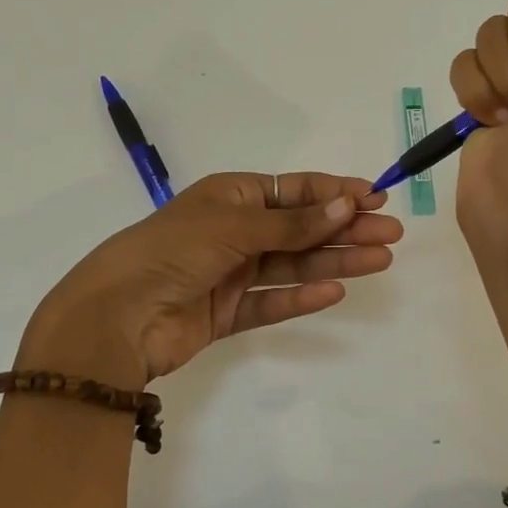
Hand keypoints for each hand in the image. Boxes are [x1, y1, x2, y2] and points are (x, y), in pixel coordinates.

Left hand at [18, 172, 403, 387]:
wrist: (117, 316)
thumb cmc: (173, 251)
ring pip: (292, 265)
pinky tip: (334, 292)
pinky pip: (272, 301)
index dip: (334, 193)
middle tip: (391, 233)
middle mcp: (233, 231)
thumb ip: (292, 224)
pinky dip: (301, 297)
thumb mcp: (234, 225)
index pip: (292, 191)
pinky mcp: (227, 313)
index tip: (375, 197)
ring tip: (380, 260)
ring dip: (334, 262)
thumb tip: (347, 206)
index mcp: (229, 196)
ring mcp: (230, 273)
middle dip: (345, 229)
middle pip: (299, 228)